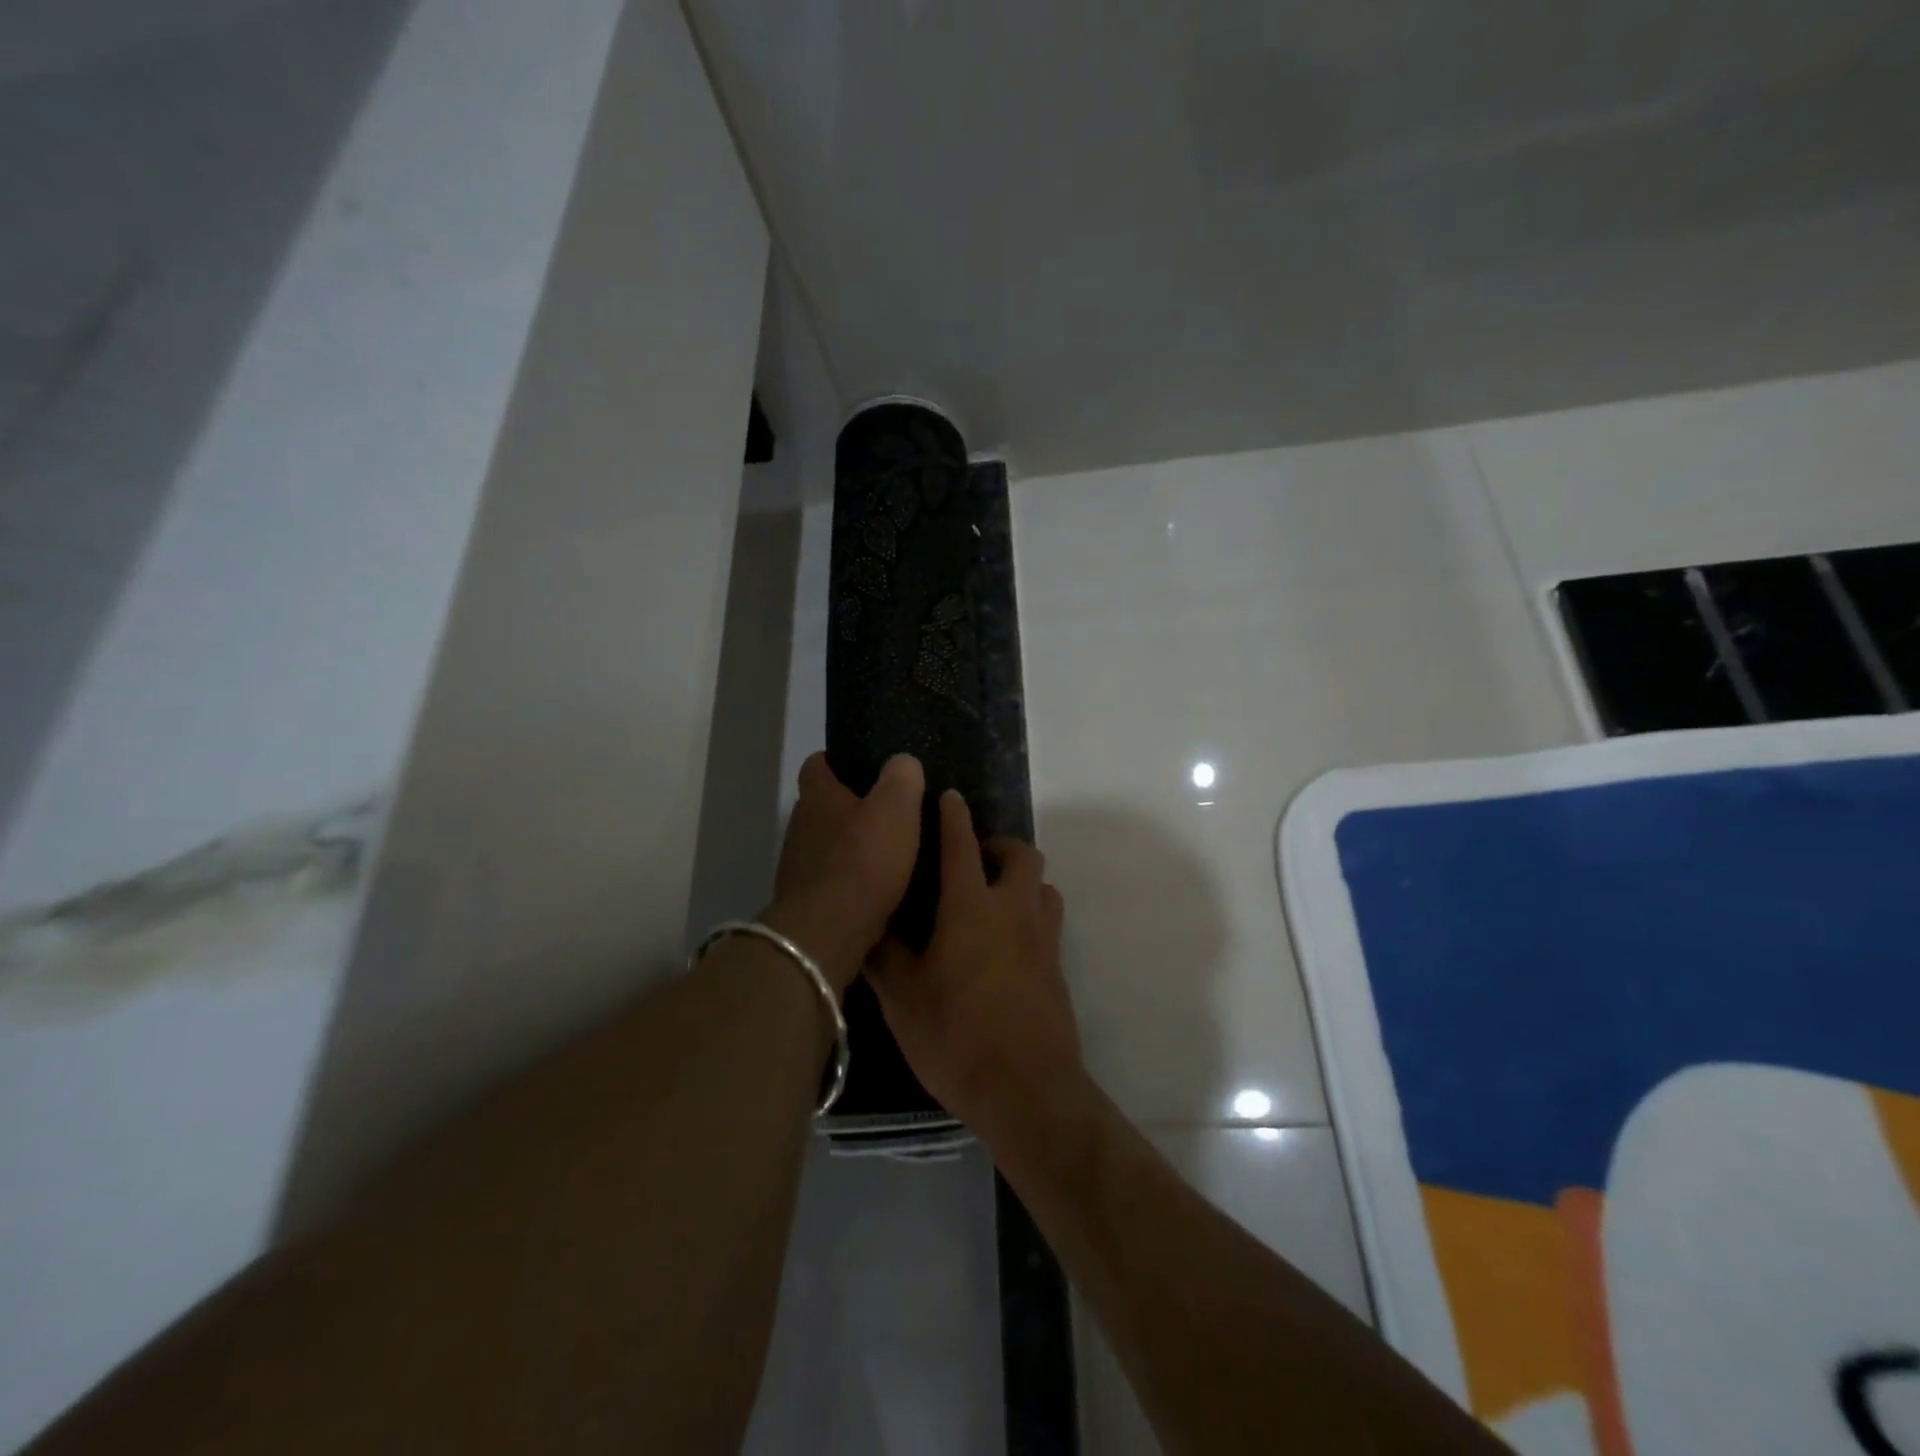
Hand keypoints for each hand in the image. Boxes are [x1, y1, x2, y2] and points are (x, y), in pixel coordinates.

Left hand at [763, 752, 923, 992]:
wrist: (828, 933)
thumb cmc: (863, 861)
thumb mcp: (896, 808)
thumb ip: (902, 778)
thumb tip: (903, 763)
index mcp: (818, 797)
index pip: (817, 764)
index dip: (837, 761)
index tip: (864, 766)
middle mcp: (801, 826)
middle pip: (823, 806)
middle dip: (851, 807)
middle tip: (889, 812)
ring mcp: (798, 866)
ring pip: (827, 846)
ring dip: (851, 848)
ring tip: (889, 854)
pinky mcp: (806, 901)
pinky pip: (831, 881)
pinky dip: (850, 881)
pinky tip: (878, 890)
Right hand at [867, 789, 1081, 1132]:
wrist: (1026, 1089)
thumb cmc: (956, 1037)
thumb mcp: (902, 998)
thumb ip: (883, 955)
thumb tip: (868, 924)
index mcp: (971, 907)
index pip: (962, 845)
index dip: (954, 816)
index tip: (948, 797)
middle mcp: (1013, 910)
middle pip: (1022, 854)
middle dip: (999, 845)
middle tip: (972, 862)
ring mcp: (1043, 938)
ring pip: (1042, 885)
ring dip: (1021, 879)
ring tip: (992, 899)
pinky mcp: (1057, 967)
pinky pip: (1047, 920)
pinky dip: (1030, 913)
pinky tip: (1006, 944)